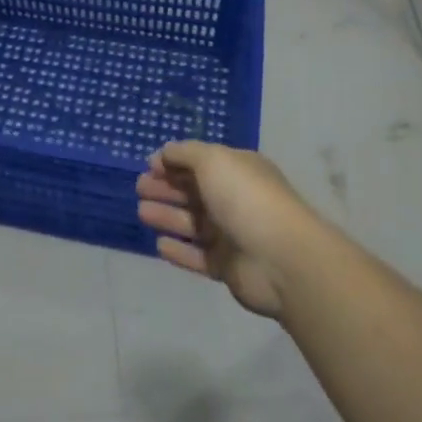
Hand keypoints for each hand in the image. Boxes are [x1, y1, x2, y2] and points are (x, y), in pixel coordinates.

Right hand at [136, 142, 314, 318]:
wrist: (282, 259)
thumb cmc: (246, 198)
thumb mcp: (213, 160)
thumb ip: (185, 153)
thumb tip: (165, 152)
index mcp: (237, 170)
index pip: (201, 162)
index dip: (174, 162)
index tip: (149, 166)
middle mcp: (235, 200)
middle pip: (194, 192)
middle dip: (166, 188)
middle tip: (139, 188)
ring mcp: (233, 235)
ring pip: (193, 224)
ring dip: (168, 216)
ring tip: (142, 212)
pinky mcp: (228, 268)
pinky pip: (198, 257)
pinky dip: (179, 251)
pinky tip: (160, 245)